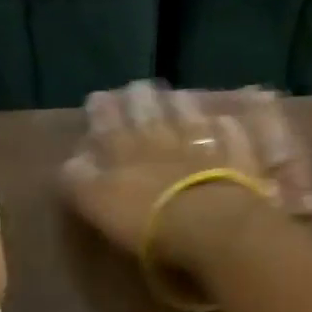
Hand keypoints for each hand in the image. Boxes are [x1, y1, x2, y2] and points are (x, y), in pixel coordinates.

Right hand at [60, 82, 311, 271]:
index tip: (97, 97)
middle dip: (141, 99)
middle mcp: (164, 142)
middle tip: (137, 86)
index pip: (109, 126)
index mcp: (125, 153)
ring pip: (190, 118)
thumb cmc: (148, 223)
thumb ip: (82, 182)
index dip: (102, 112)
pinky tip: (225, 120)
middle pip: (150, 114)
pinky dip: (226, 127)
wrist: (211, 225)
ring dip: (181, 106)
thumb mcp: (99, 205)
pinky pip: (232, 136)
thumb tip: (73, 162)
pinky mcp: (238, 161)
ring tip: (177, 95)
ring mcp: (204, 147)